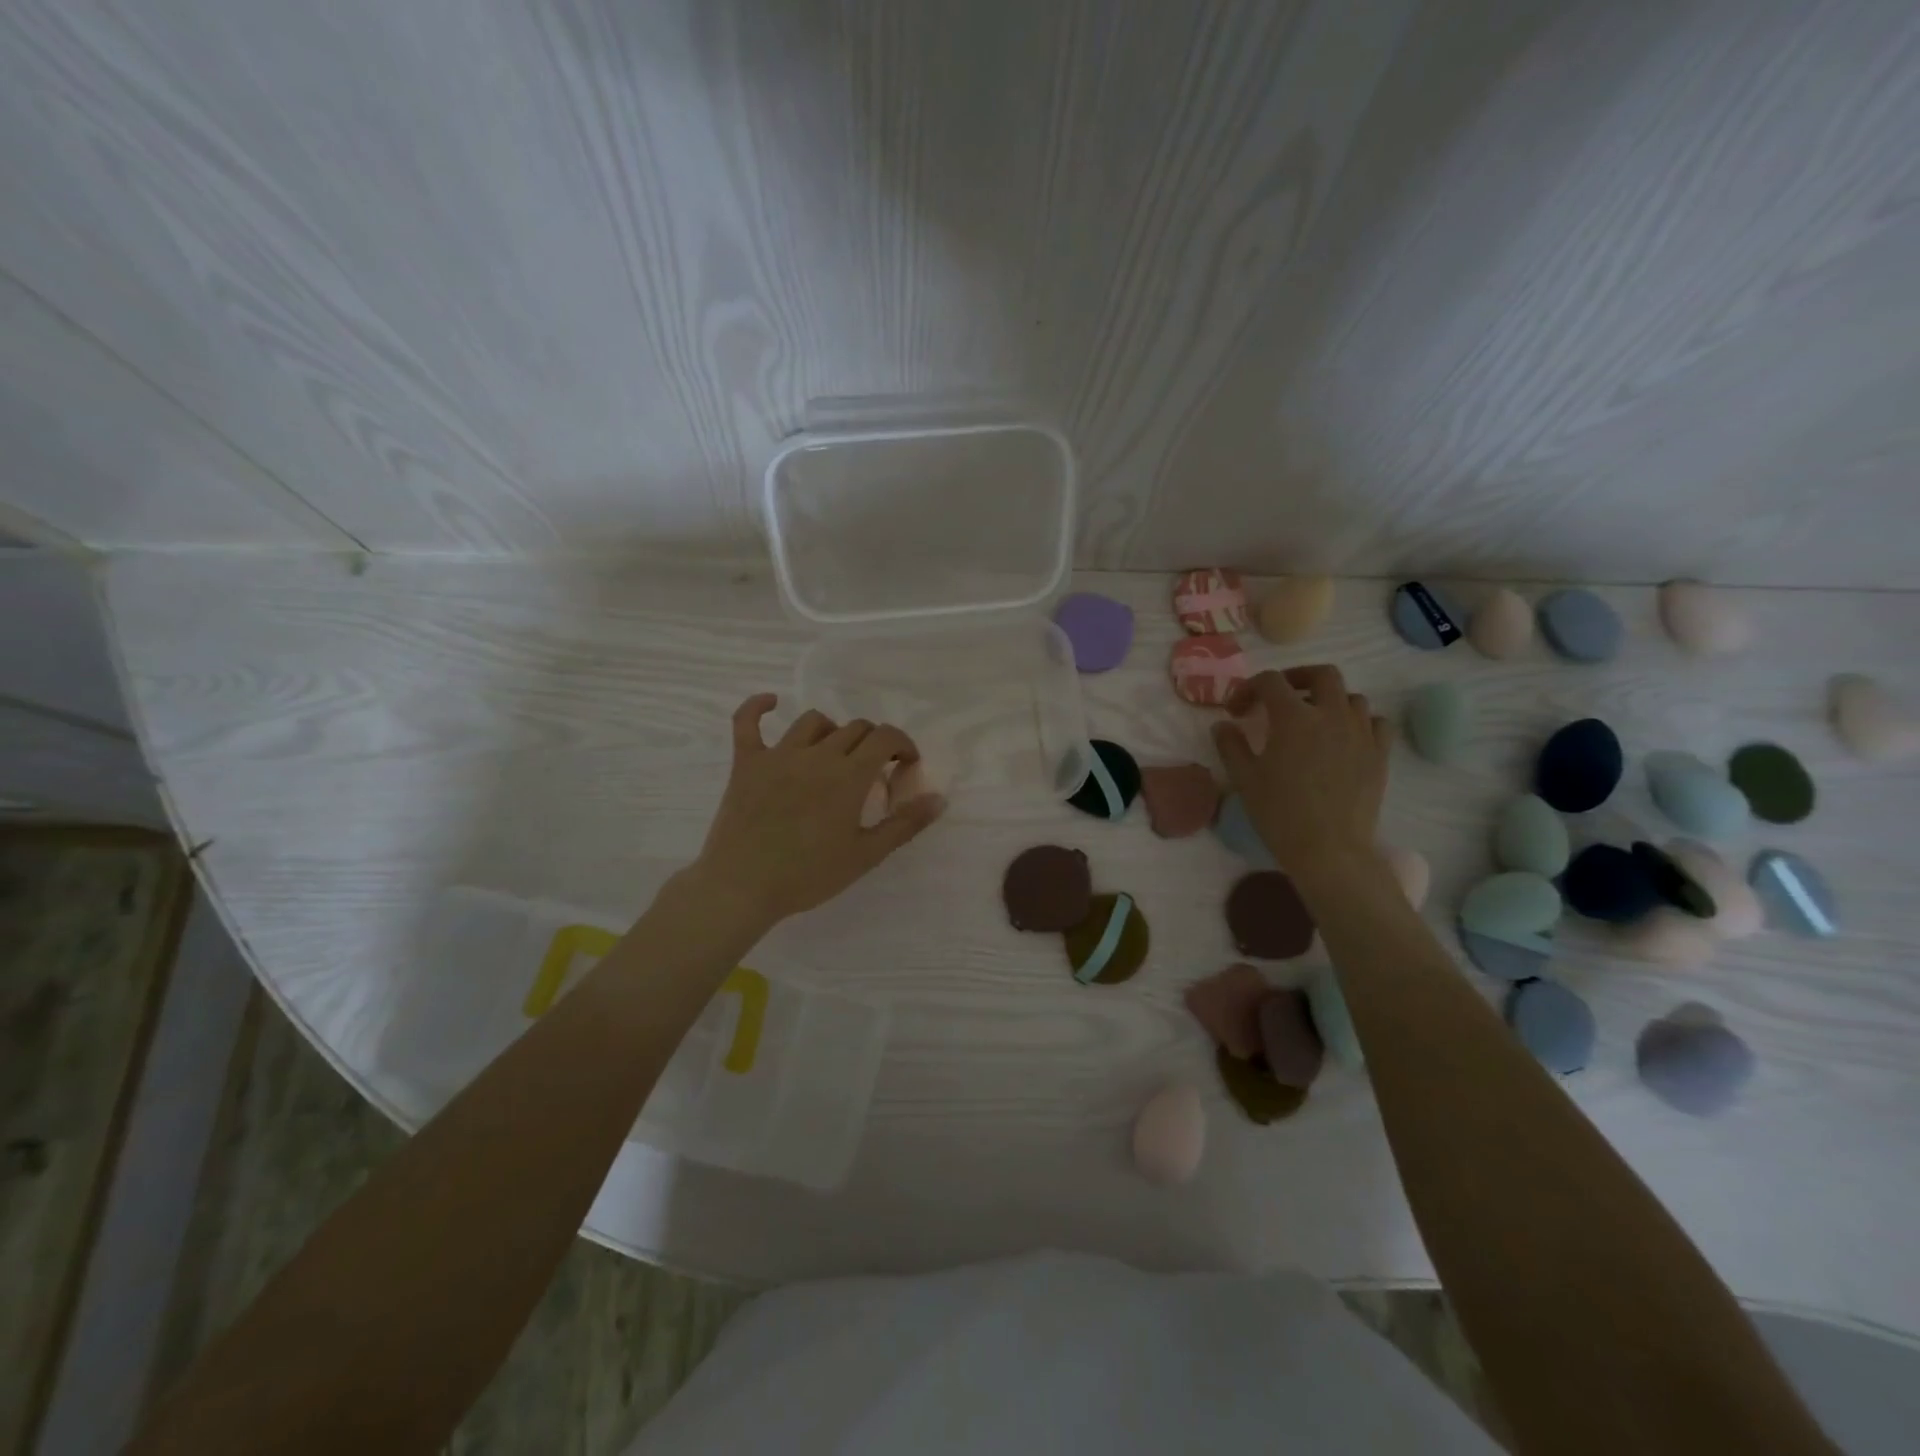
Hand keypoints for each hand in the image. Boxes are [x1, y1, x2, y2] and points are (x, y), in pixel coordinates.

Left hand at [689, 694, 945, 927]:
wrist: (743, 887)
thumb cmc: (809, 875)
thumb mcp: (866, 855)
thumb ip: (905, 824)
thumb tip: (939, 798)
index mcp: (849, 775)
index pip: (886, 737)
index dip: (903, 745)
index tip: (906, 766)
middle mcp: (817, 755)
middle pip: (855, 728)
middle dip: (873, 743)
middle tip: (874, 772)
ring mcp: (778, 755)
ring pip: (813, 721)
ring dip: (833, 731)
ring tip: (835, 754)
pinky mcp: (746, 762)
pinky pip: (747, 721)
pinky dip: (758, 707)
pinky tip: (771, 703)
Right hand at [1211, 666, 1392, 877]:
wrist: (1329, 849)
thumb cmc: (1280, 813)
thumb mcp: (1244, 779)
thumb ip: (1231, 745)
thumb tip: (1223, 724)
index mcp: (1293, 717)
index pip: (1270, 681)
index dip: (1248, 688)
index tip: (1237, 711)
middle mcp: (1331, 714)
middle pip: (1321, 675)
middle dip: (1297, 678)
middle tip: (1280, 697)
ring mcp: (1360, 733)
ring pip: (1352, 696)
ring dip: (1329, 700)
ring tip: (1313, 719)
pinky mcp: (1379, 754)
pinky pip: (1375, 722)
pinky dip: (1359, 721)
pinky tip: (1345, 737)